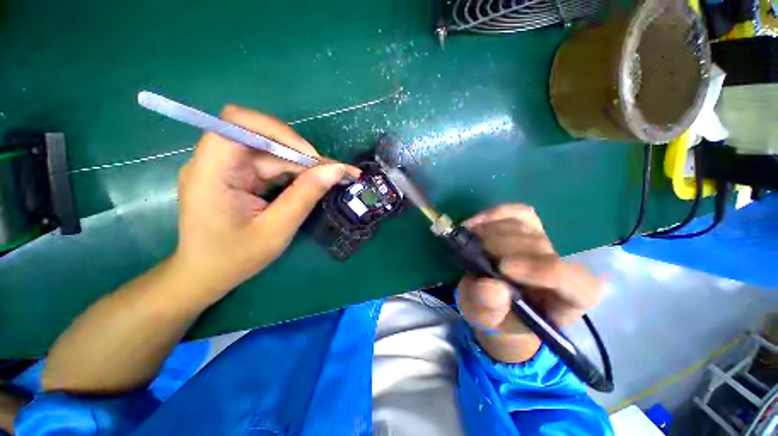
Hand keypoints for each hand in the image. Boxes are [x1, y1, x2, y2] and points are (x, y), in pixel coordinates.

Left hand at [172, 105, 354, 305]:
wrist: (205, 276)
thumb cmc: (234, 259)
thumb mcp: (276, 230)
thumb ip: (305, 196)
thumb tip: (336, 169)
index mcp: (211, 172)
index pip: (238, 123)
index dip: (278, 131)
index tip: (310, 156)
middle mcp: (215, 162)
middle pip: (263, 140)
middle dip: (302, 155)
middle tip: (334, 172)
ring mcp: (227, 168)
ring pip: (272, 153)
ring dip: (303, 165)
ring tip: (332, 177)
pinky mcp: (238, 176)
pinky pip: (271, 166)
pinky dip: (295, 173)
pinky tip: (314, 182)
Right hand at [456, 204, 602, 362]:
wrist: (495, 302)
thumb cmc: (496, 317)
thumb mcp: (484, 320)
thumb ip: (487, 309)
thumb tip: (493, 287)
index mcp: (564, 299)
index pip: (571, 280)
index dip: (540, 269)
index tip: (502, 267)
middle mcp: (561, 266)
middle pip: (540, 245)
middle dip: (502, 245)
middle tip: (473, 250)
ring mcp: (545, 243)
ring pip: (525, 225)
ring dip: (491, 230)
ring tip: (469, 240)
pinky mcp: (529, 227)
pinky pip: (517, 212)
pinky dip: (493, 214)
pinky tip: (474, 223)